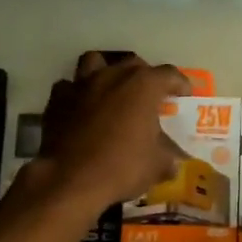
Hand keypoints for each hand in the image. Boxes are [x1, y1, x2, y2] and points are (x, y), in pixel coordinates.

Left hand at [33, 52, 190, 211]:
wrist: (69, 180)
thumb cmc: (121, 167)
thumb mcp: (157, 166)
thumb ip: (168, 156)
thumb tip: (173, 162)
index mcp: (143, 86)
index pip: (169, 74)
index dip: (180, 84)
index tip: (184, 96)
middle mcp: (113, 76)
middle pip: (134, 64)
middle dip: (145, 77)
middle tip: (149, 97)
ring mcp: (82, 84)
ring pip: (96, 61)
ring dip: (106, 71)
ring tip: (112, 89)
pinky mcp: (57, 100)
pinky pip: (69, 87)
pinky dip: (77, 94)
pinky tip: (81, 108)